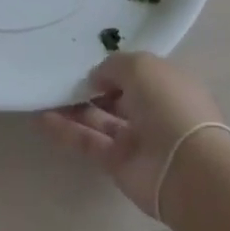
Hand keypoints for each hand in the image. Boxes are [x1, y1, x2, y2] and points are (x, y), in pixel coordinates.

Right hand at [40, 52, 227, 216]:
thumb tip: (97, 78)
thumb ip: (113, 66)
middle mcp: (152, 109)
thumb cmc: (169, 104)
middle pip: (117, 96)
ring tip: (45, 93)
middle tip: (61, 77)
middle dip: (91, 87)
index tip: (87, 61)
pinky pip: (89, 142)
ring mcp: (136, 138)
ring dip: (73, 107)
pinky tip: (42, 118)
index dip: (114, 67)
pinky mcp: (118, 164)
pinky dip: (67, 131)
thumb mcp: (140, 66)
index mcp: (167, 83)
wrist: (186, 169)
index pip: (137, 72)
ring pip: (100, 119)